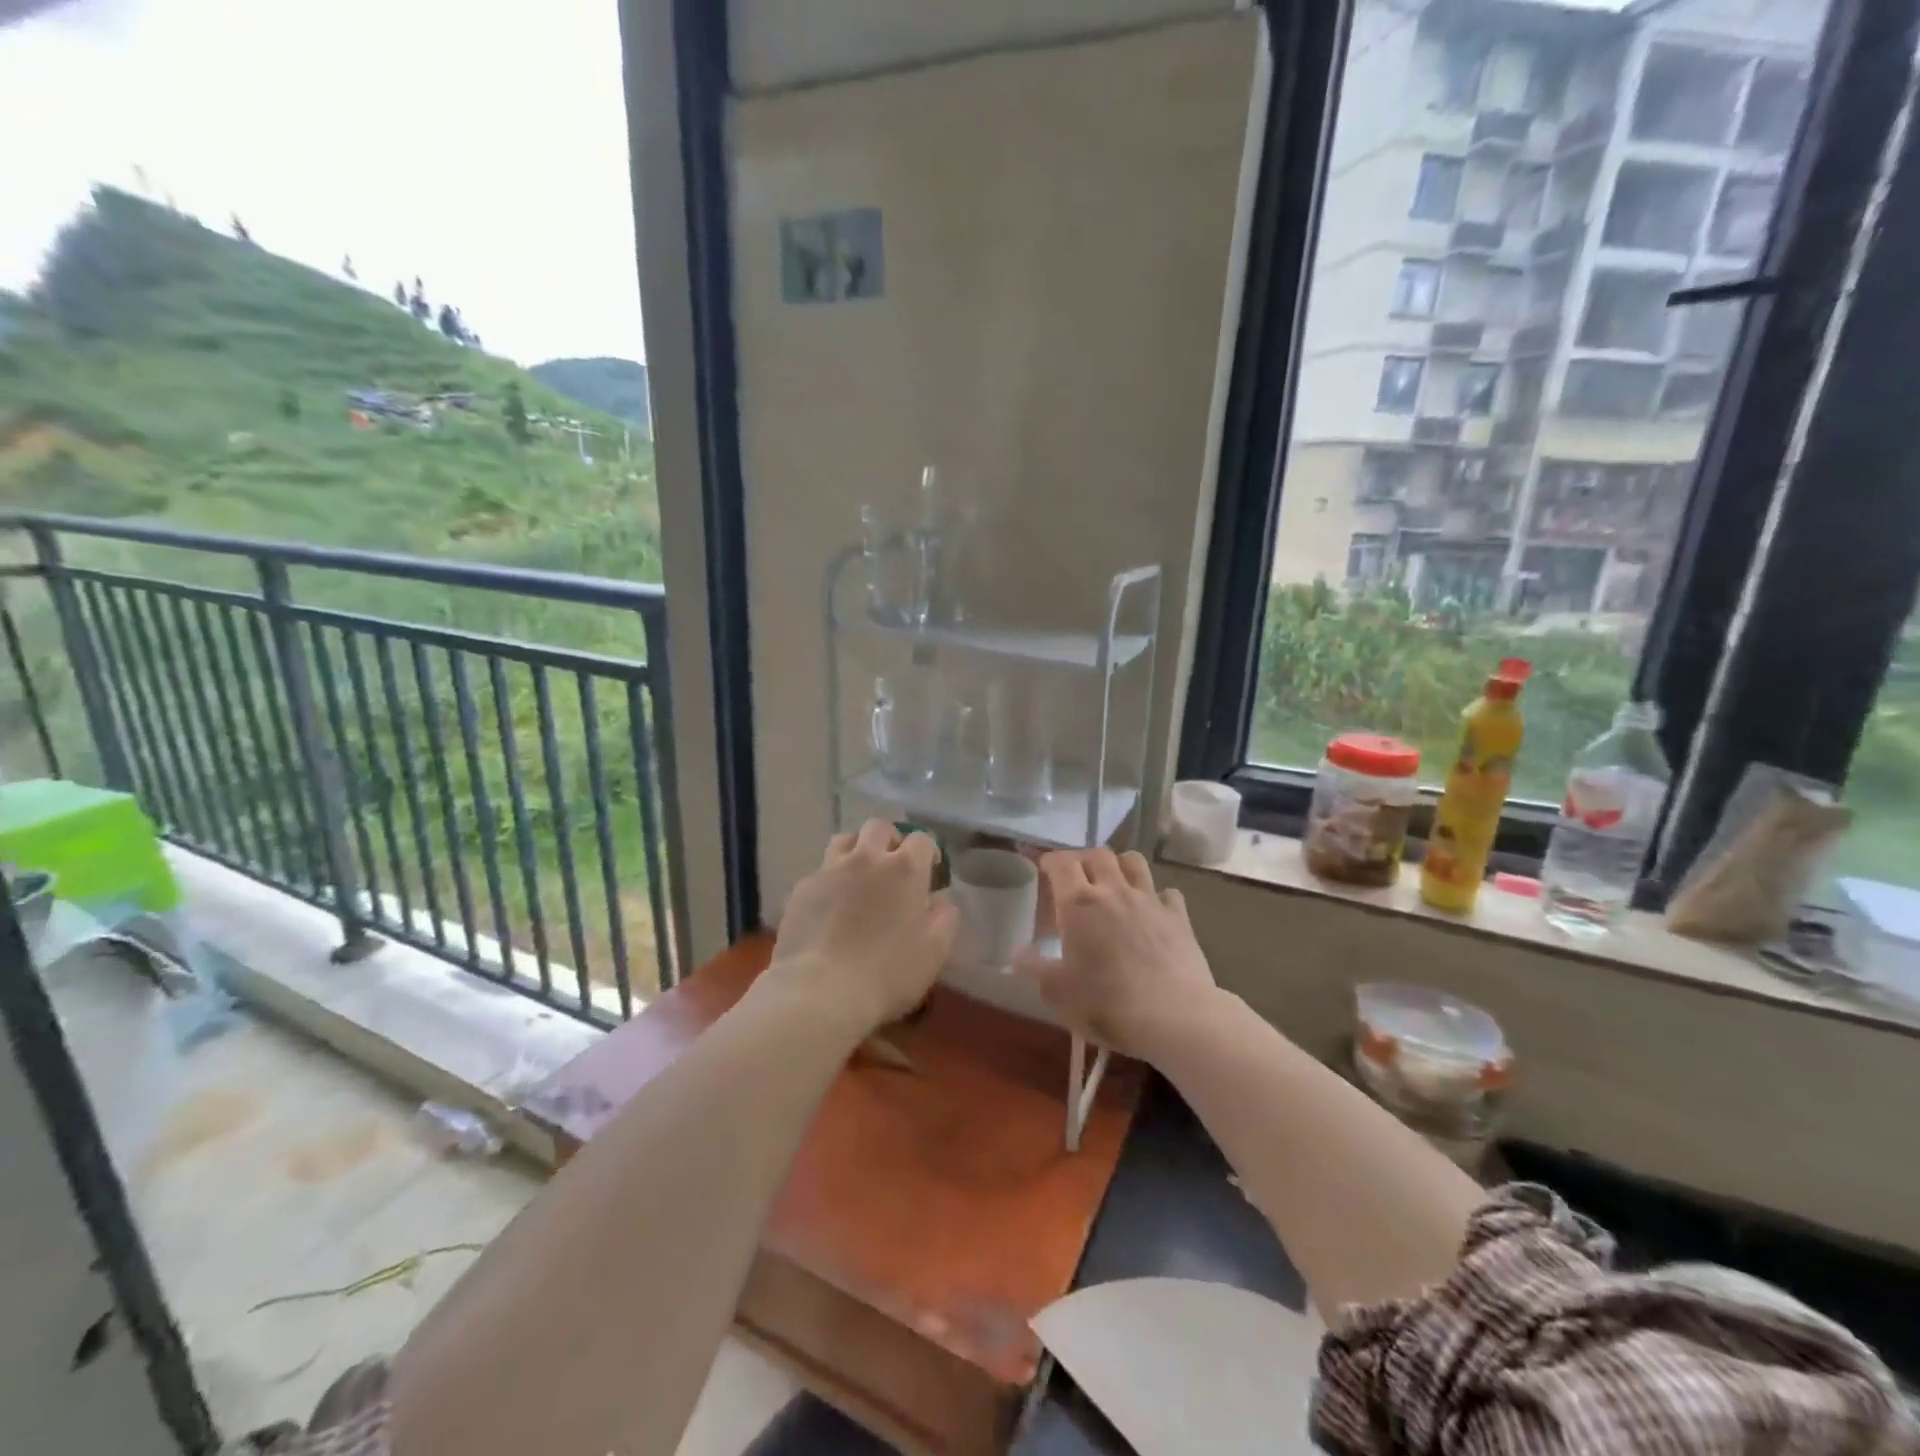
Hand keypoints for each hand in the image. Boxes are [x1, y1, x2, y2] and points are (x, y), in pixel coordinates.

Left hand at [767, 820, 958, 1031]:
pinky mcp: (801, 888)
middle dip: (891, 841)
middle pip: (879, 828)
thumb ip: (945, 917)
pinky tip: (832, 904)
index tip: (930, 873)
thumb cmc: (887, 972)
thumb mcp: (935, 951)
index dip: (929, 853)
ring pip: (845, 840)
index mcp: (904, 868)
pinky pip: (821, 870)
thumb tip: (940, 900)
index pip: (922, 840)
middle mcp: (866, 858)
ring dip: (857, 850)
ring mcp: (829, 869)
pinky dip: (832, 878)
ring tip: (860, 876)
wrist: (819, 991)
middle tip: (894, 867)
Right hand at [1014, 849, 1217, 1062]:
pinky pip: (1167, 892)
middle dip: (1082, 859)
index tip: (1043, 869)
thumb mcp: (1058, 993)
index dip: (1050, 860)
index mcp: (1079, 903)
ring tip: (1112, 883)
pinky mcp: (1179, 917)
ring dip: (1119, 865)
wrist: (1176, 1018)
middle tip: (1074, 878)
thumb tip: (1017, 952)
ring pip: (1133, 861)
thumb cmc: (1107, 1004)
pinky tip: (1151, 911)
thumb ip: (1035, 968)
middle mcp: (1114, 890)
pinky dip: (1156, 896)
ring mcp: (1150, 900)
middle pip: (1097, 854)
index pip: (1061, 862)